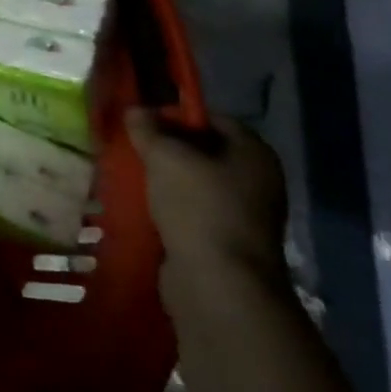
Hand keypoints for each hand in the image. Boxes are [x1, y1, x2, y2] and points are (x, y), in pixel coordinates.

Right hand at [126, 110, 288, 296]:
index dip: (176, 115)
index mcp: (254, 153)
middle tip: (133, 148)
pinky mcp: (227, 239)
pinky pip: (195, 210)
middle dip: (168, 147)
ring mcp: (245, 212)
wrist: (218, 282)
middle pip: (205, 150)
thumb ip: (148, 129)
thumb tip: (135, 109)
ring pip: (197, 182)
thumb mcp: (165, 157)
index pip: (213, 118)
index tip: (142, 122)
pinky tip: (145, 205)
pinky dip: (172, 205)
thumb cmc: (198, 207)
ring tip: (133, 176)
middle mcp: (257, 179)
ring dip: (167, 179)